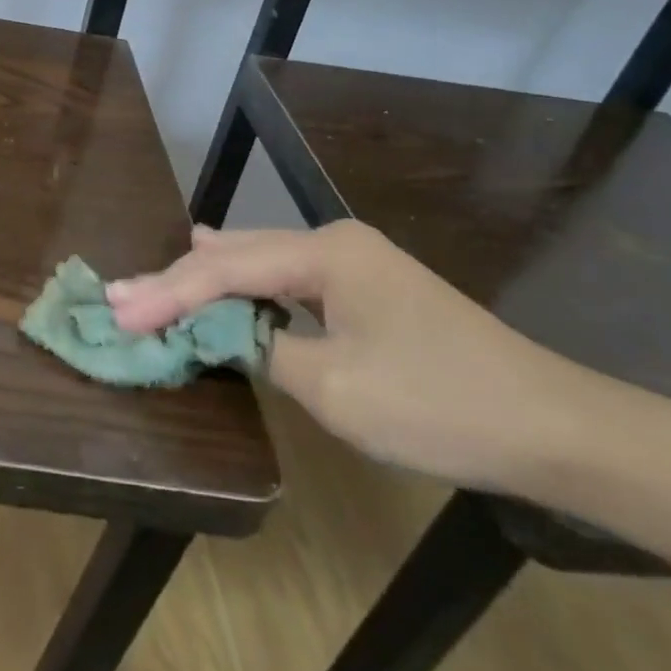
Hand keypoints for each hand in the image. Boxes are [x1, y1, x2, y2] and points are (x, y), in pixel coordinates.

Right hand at [106, 222, 590, 490]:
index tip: (117, 312)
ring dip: (208, 279)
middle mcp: (334, 243)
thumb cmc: (438, 404)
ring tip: (155, 278)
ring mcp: (354, 263)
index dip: (167, 294)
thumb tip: (222, 333)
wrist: (554, 427)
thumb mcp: (334, 386)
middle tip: (120, 295)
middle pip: (238, 257)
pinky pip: (287, 280)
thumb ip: (262, 348)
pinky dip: (246, 285)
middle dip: (178, 281)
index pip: (224, 271)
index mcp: (325, 253)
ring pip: (260, 264)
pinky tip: (221, 265)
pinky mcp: (366, 289)